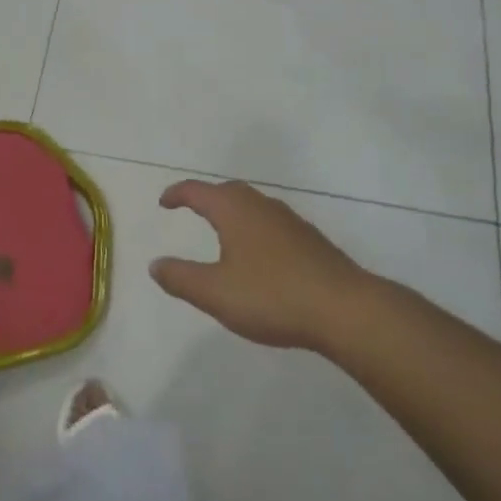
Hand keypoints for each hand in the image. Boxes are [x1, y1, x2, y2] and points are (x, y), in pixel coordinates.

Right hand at [154, 180, 370, 350]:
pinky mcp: (310, 241)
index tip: (164, 202)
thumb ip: (181, 278)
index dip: (177, 194)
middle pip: (228, 191)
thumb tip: (155, 264)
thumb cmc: (272, 296)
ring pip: (254, 206)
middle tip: (192, 209)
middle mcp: (262, 206)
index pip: (198, 191)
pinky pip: (272, 224)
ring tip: (222, 232)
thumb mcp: (216, 293)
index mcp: (234, 210)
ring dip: (233, 212)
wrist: (345, 309)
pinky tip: (259, 256)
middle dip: (207, 198)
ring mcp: (290, 221)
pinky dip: (254, 229)